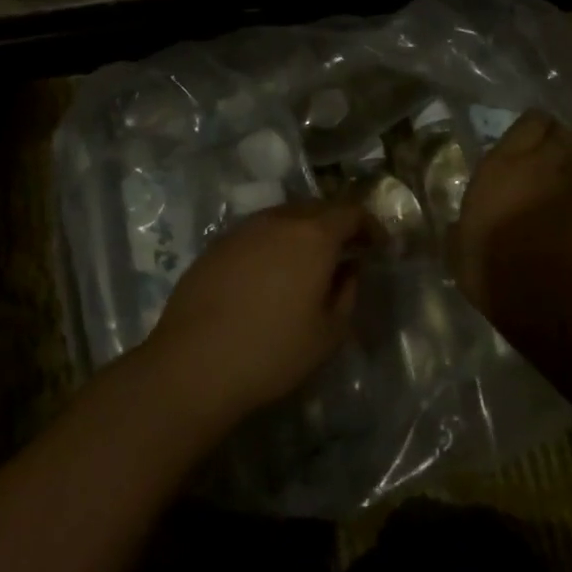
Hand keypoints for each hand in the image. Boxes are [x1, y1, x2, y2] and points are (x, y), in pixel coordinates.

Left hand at [143, 201, 375, 422]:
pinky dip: (272, 243)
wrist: (194, 362)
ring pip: (282, 218)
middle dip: (336, 225)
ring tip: (308, 263)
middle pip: (316, 209)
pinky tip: (269, 274)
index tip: (377, 246)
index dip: (369, 226)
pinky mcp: (215, 246)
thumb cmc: (273, 351)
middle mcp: (277, 221)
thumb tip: (348, 270)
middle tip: (346, 252)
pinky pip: (255, 234)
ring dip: (302, 232)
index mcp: (313, 236)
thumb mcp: (329, 333)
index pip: (350, 212)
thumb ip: (347, 293)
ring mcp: (241, 230)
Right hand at [452, 110, 571, 316]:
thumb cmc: (489, 267)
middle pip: (560, 132)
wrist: (543, 293)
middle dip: (556, 141)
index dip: (531, 130)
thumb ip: (462, 227)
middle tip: (548, 160)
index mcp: (501, 166)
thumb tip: (459, 228)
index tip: (524, 144)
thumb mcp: (458, 246)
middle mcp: (541, 162)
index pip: (528, 123)